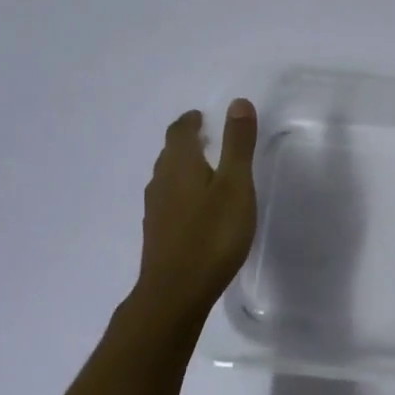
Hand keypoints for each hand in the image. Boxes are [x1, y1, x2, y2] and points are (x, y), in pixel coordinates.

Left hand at [138, 101, 259, 311]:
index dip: (190, 121)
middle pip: (170, 153)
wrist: (175, 292)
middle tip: (205, 137)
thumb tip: (237, 102)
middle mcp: (162, 182)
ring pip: (167, 178)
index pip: (179, 132)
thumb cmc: (212, 234)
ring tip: (204, 169)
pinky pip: (168, 200)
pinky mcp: (158, 234)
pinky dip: (181, 191)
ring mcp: (156, 210)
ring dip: (183, 167)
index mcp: (180, 165)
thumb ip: (238, 144)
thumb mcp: (235, 185)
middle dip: (185, 142)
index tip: (201, 116)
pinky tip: (196, 208)